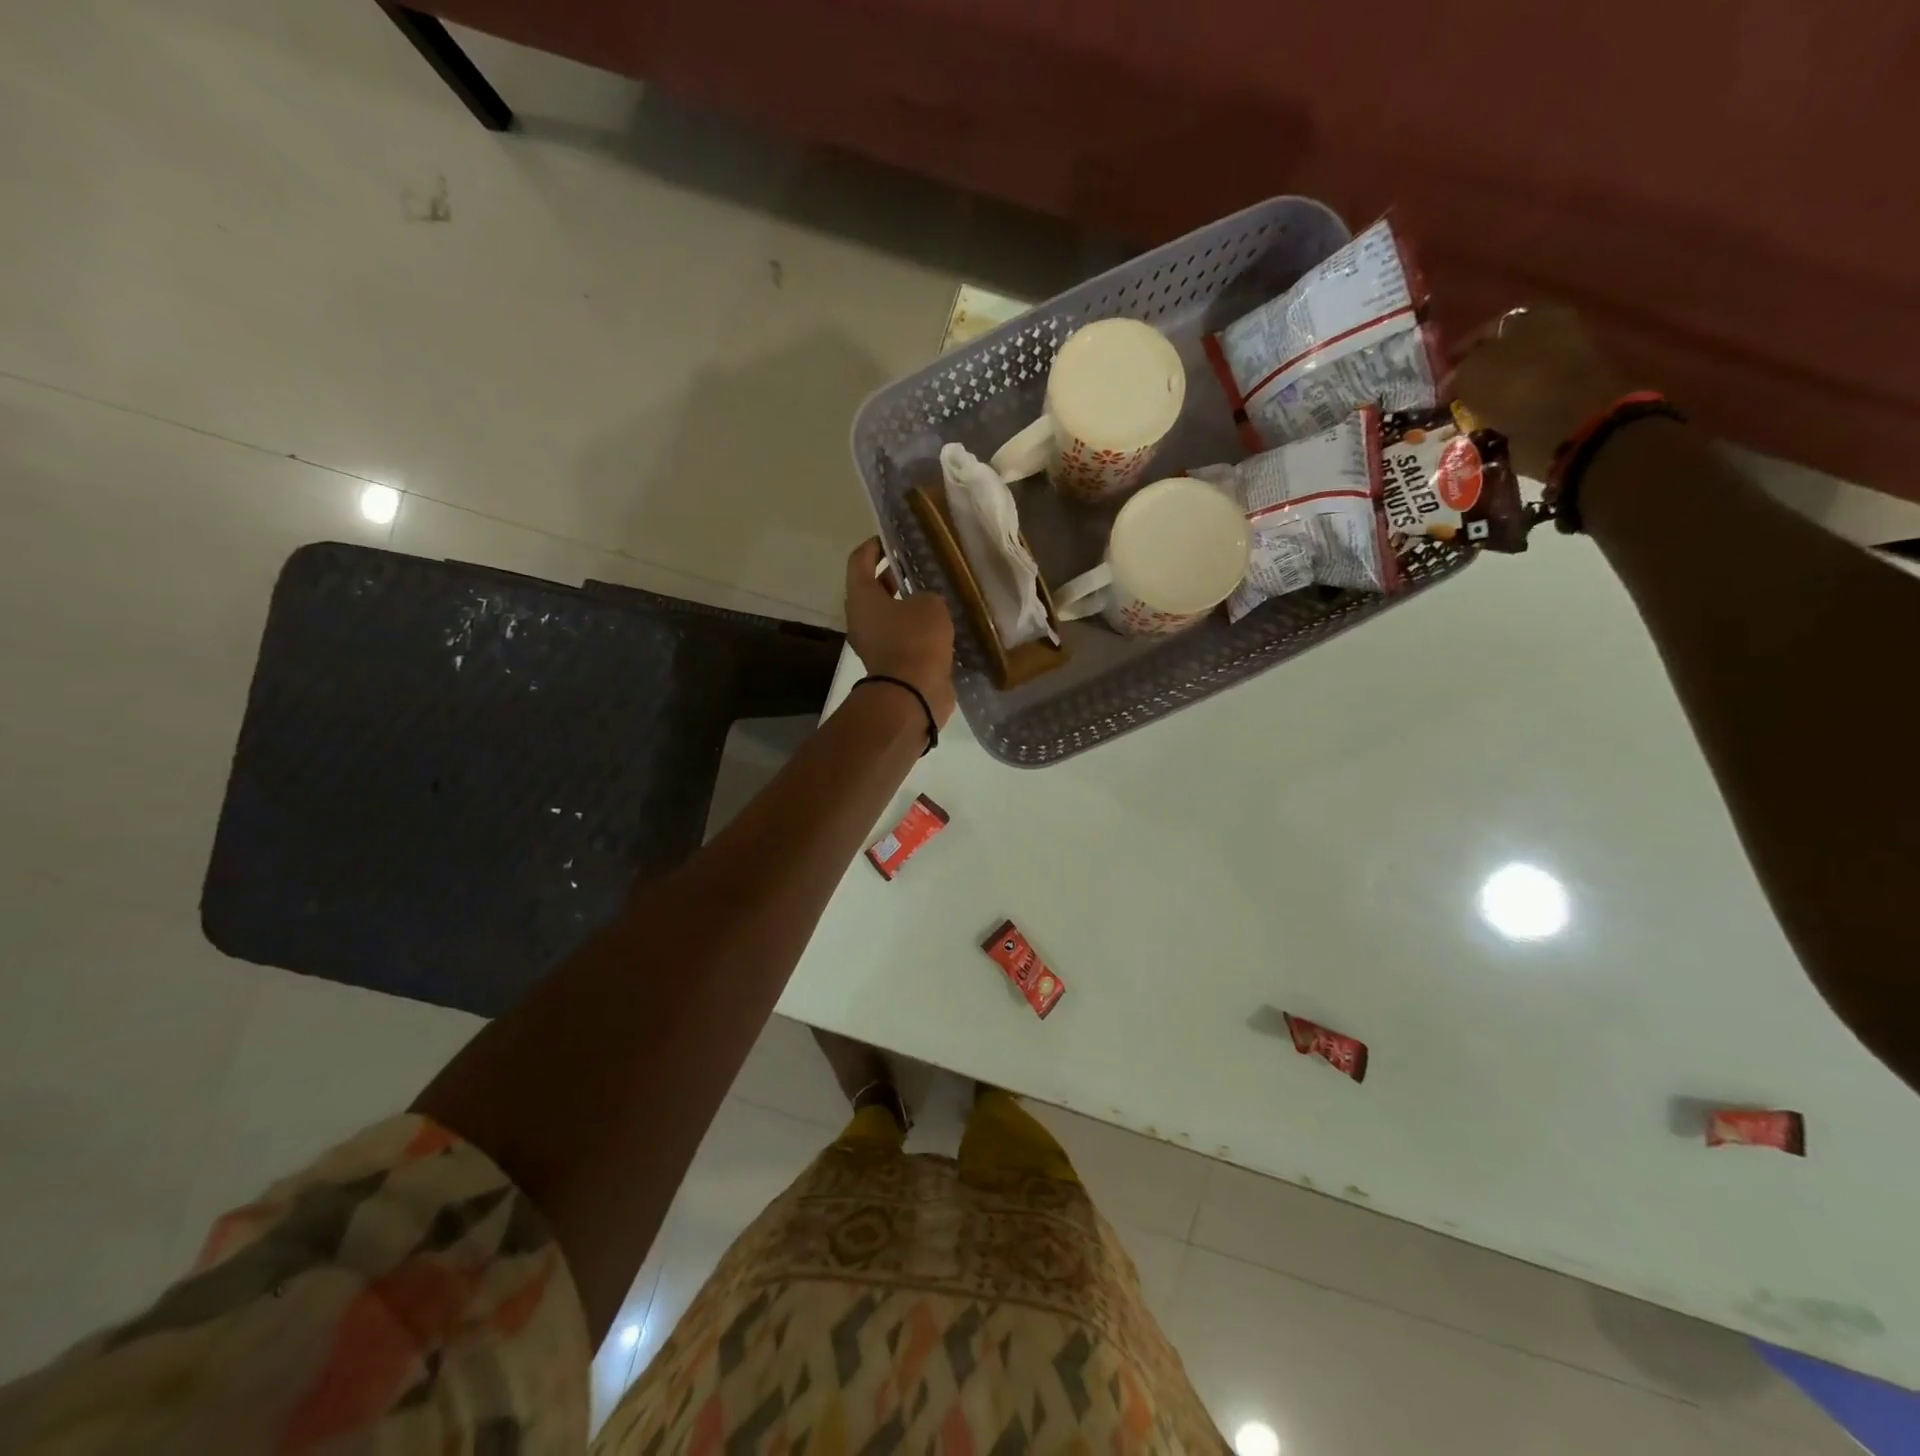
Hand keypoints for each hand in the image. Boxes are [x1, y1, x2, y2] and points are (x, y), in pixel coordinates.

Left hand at [844, 537, 956, 726]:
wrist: (913, 694)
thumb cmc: (916, 639)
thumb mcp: (930, 604)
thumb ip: (926, 595)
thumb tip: (923, 604)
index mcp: (861, 596)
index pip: (859, 560)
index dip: (873, 546)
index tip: (890, 540)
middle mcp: (860, 618)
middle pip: (872, 589)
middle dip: (892, 576)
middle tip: (916, 567)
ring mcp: (872, 644)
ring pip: (887, 615)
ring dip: (905, 605)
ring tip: (932, 595)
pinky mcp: (888, 663)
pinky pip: (899, 637)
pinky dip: (913, 629)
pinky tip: (937, 625)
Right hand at [1449, 305, 1625, 480]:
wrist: (1563, 425)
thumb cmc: (1515, 385)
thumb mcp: (1471, 370)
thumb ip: (1458, 370)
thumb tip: (1454, 379)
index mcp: (1536, 317)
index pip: (1489, 328)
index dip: (1461, 350)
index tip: (1441, 372)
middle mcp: (1553, 338)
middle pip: (1502, 357)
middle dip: (1475, 377)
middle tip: (1449, 397)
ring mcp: (1559, 373)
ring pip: (1509, 385)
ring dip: (1486, 402)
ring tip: (1461, 418)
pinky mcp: (1559, 406)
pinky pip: (1519, 411)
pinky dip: (1500, 421)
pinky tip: (1481, 431)